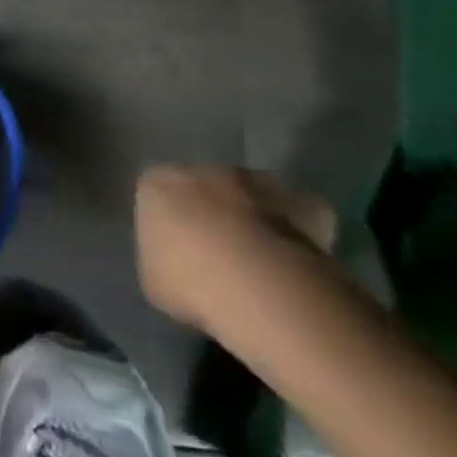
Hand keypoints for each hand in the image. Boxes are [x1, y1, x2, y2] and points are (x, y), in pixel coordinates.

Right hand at [135, 164, 337, 333]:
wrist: (257, 286)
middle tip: (221, 257)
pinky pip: (299, 213)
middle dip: (212, 214)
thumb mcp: (154, 280)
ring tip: (262, 263)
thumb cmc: (188, 282)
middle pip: (206, 188)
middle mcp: (203, 170)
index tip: (178, 254)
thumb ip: (162, 260)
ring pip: (251, 195)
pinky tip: (300, 262)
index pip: (156, 194)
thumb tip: (178, 264)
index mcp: (157, 183)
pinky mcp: (302, 201)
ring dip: (254, 217)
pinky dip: (301, 229)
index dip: (168, 224)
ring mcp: (256, 181)